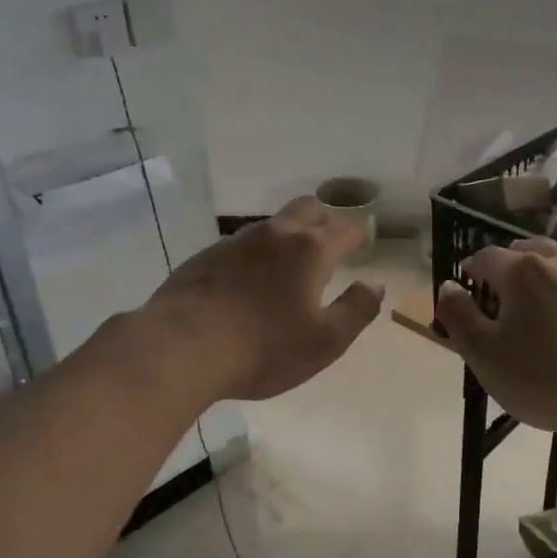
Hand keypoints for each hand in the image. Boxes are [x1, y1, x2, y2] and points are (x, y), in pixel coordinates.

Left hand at [138, 196, 383, 401]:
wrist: (181, 349)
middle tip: (332, 238)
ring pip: (272, 224)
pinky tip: (250, 280)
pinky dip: (257, 254)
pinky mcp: (205, 257)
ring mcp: (235, 242)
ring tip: (292, 261)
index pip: (345, 229)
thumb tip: (375, 284)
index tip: (365, 241)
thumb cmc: (264, 348)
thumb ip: (357, 310)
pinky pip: (241, 244)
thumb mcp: (326, 341)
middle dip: (325, 218)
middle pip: (307, 208)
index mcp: (310, 251)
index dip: (359, 234)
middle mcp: (274, 235)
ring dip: (289, 234)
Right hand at [435, 238, 556, 437]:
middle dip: (512, 264)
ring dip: (549, 279)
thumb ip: (458, 314)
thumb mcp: (481, 352)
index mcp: (522, 272)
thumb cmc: (539, 377)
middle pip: (530, 251)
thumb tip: (449, 286)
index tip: (467, 286)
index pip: (486, 257)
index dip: (472, 269)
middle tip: (503, 290)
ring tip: (543, 309)